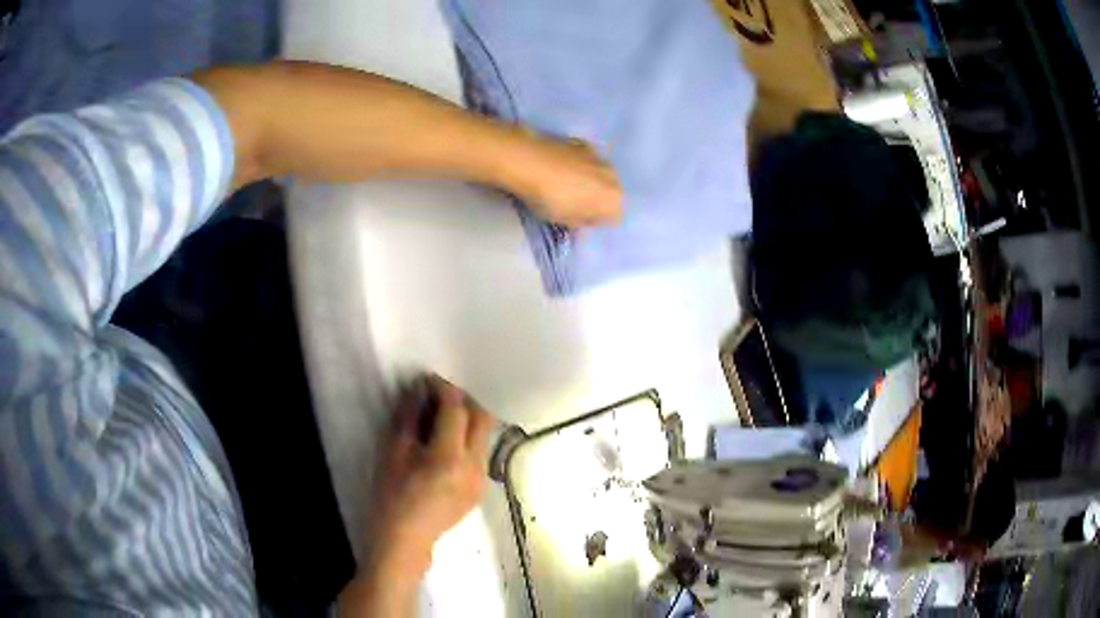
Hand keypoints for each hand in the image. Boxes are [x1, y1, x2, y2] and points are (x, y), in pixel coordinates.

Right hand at [366, 375, 493, 576]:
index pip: (456, 410)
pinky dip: (469, 439)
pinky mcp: (481, 488)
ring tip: (442, 417)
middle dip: (464, 400)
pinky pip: (481, 453)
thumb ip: (410, 417)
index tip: (430, 380)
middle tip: (440, 395)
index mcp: (449, 457)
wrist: (405, 539)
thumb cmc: (391, 495)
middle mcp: (474, 466)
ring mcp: (482, 479)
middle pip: (483, 418)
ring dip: (468, 419)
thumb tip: (419, 388)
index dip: (444, 389)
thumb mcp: (394, 452)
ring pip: (485, 435)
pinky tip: (447, 443)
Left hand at [502, 132, 623, 227]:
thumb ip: (579, 222)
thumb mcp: (564, 220)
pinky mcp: (584, 142)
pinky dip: (579, 165)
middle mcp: (613, 176)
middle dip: (596, 200)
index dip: (596, 221)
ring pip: (600, 175)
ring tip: (565, 184)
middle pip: (610, 193)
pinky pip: (588, 160)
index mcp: (613, 199)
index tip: (579, 221)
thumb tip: (583, 221)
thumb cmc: (549, 198)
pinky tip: (560, 168)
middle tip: (573, 204)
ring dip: (589, 181)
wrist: (529, 160)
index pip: (613, 218)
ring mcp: (599, 156)